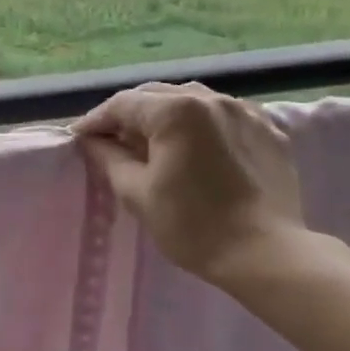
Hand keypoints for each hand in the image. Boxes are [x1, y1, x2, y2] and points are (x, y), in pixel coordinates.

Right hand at [71, 82, 305, 285]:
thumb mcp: (136, 192)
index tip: (79, 138)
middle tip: (110, 139)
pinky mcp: (270, 131)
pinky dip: (202, 123)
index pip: (123, 104)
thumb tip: (92, 141)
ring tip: (152, 140)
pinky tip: (196, 144)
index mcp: (175, 111)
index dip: (96, 120)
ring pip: (192, 100)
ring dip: (165, 115)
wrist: (266, 255)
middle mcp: (212, 100)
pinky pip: (225, 115)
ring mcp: (246, 112)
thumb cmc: (192, 225)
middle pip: (157, 96)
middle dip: (129, 115)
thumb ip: (109, 158)